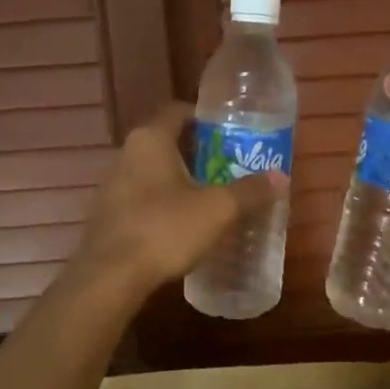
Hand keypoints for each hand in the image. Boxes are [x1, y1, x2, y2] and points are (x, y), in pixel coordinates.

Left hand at [73, 102, 286, 295]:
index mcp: (150, 140)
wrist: (111, 276)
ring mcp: (112, 186)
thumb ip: (250, 191)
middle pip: (167, 142)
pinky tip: (184, 225)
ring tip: (212, 197)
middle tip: (230, 167)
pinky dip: (164, 204)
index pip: (178, 111)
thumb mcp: (217, 210)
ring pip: (154, 172)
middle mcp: (126, 154)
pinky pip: (143, 198)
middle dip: (198, 153)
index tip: (231, 133)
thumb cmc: (165, 229)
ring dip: (181, 181)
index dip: (205, 118)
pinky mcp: (108, 215)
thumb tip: (281, 177)